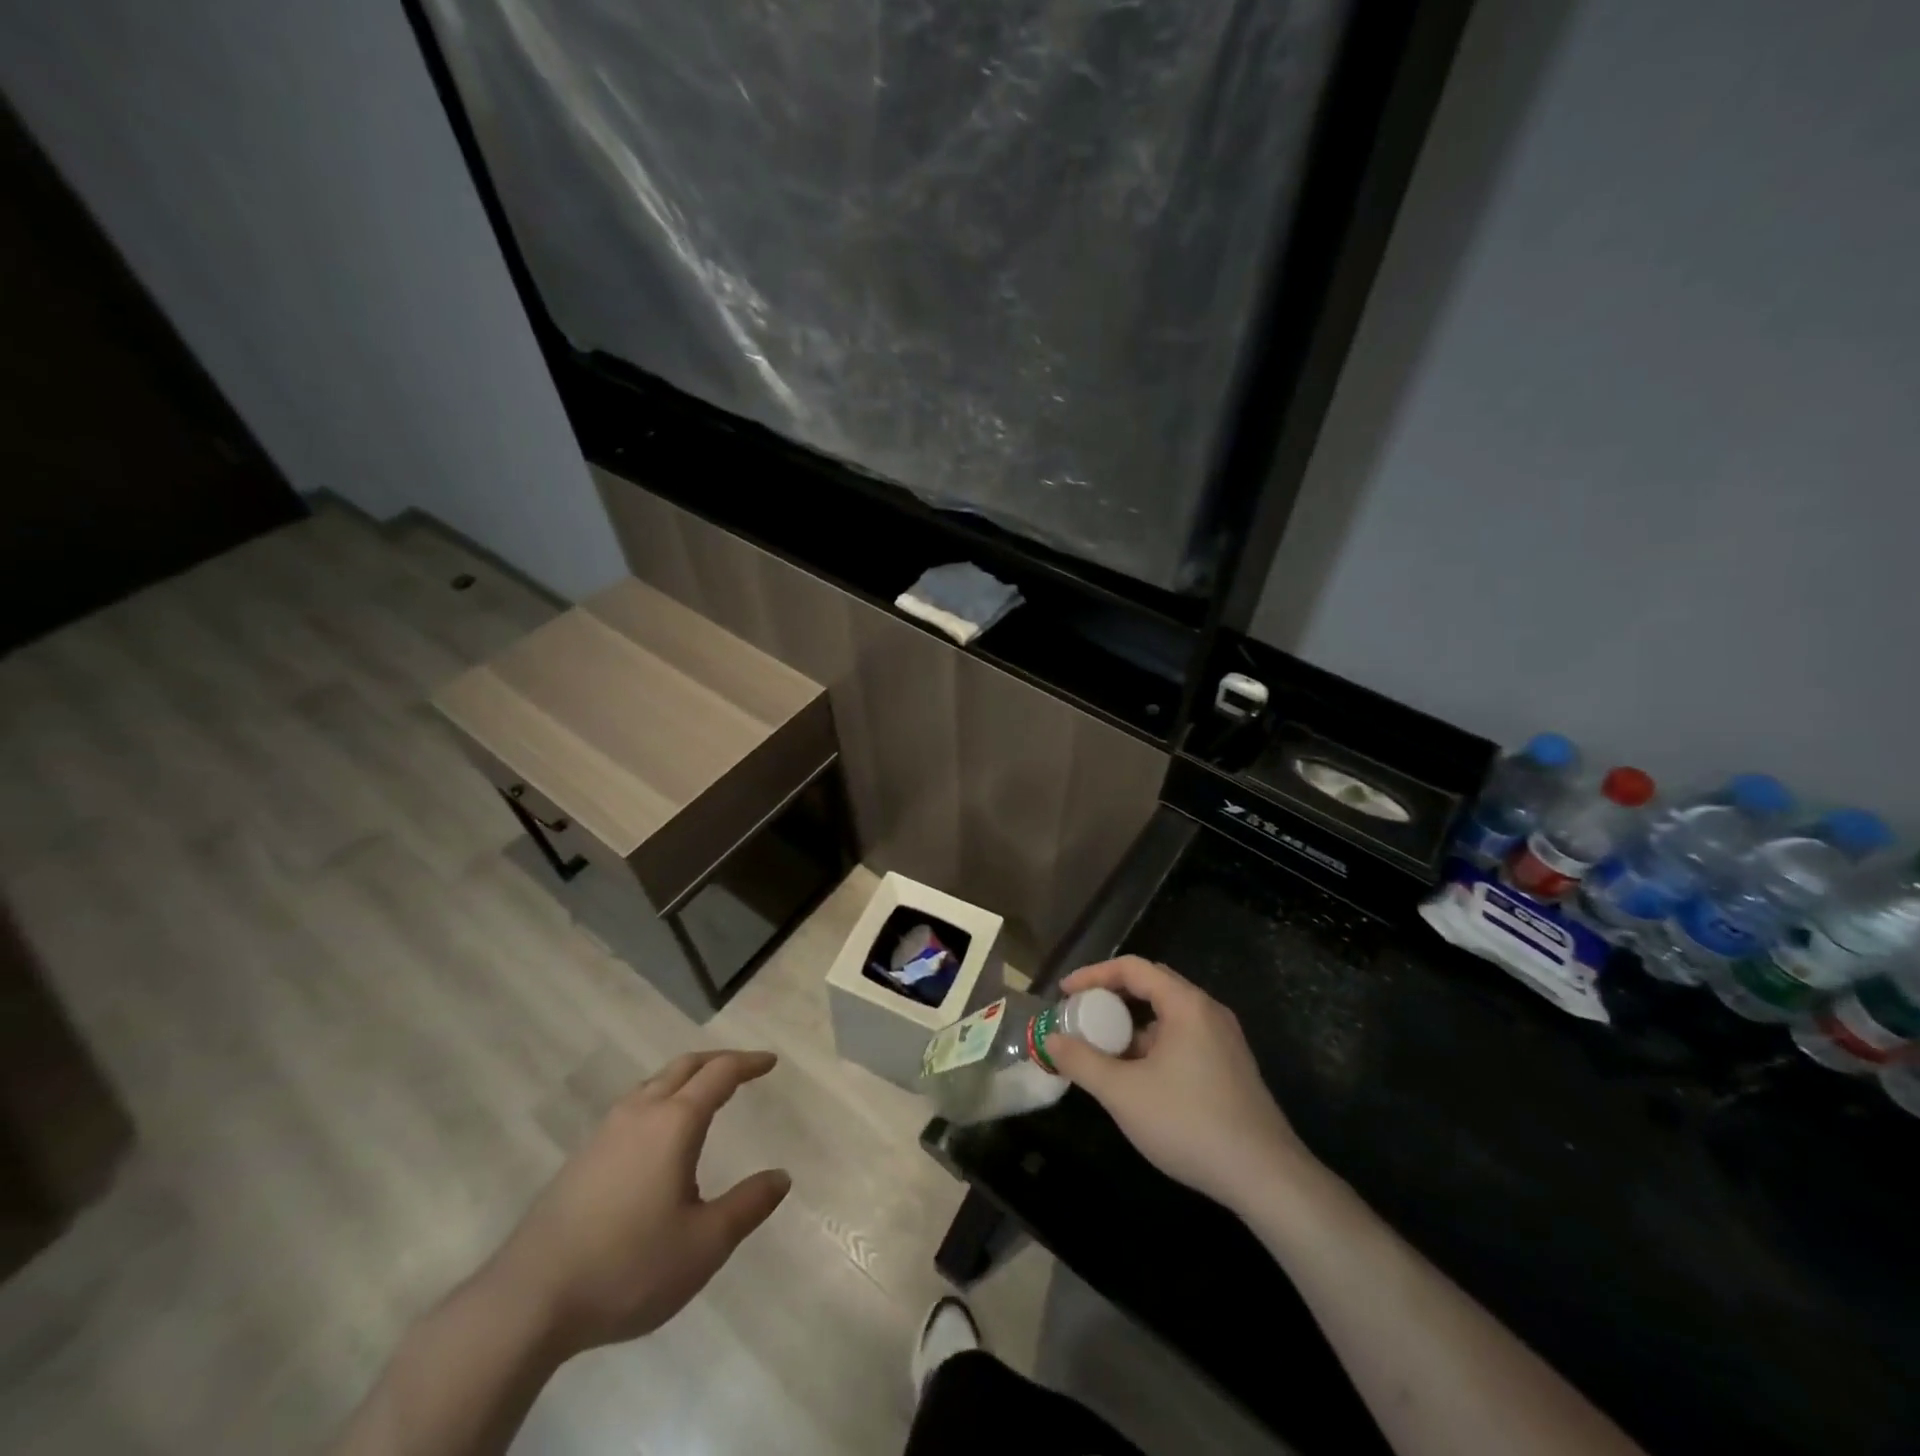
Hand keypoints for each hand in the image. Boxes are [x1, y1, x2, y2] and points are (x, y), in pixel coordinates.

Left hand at [481, 1050, 790, 1359]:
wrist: (528, 1301)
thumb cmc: (627, 1267)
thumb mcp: (703, 1246)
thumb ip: (747, 1206)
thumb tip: (781, 1177)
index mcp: (674, 1123)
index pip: (720, 1074)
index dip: (748, 1063)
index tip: (770, 1062)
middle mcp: (640, 1113)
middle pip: (684, 1067)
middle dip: (718, 1061)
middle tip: (744, 1068)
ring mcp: (605, 1133)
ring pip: (654, 1083)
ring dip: (685, 1077)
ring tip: (704, 1094)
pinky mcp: (582, 1157)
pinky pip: (633, 1106)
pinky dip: (660, 1098)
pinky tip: (658, 1134)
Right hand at [1046, 957, 1311, 1214]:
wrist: (1266, 1178)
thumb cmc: (1190, 1124)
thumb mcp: (1124, 1093)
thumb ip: (1082, 1062)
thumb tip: (1050, 1040)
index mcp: (1187, 1005)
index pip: (1132, 968)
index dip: (1093, 975)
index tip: (1064, 993)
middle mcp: (1208, 1012)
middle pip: (1151, 986)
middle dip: (1111, 998)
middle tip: (1080, 1017)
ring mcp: (1224, 1040)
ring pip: (1167, 1016)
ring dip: (1131, 1026)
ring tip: (1102, 1050)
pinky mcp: (1230, 1067)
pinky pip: (1182, 1039)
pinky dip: (1152, 1045)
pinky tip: (1136, 1077)